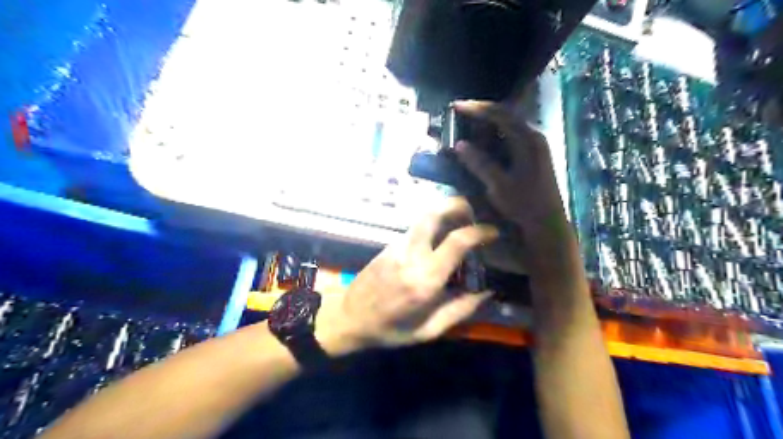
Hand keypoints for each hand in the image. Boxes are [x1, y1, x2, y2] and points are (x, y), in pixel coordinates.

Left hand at [315, 197, 493, 351]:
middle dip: (456, 205)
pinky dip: (431, 224)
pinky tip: (438, 237)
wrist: (349, 318)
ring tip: (460, 221)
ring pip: (423, 217)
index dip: (480, 232)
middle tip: (472, 212)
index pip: (457, 242)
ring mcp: (397, 247)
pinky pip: (414, 228)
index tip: (494, 232)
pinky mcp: (388, 245)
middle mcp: (412, 255)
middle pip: (434, 214)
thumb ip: (460, 310)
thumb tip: (488, 293)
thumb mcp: (429, 330)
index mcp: (426, 279)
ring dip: (443, 212)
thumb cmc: (390, 329)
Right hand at [450, 101, 565, 234]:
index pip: (500, 114)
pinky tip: (482, 142)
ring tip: (467, 125)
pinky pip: (511, 136)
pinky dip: (495, 135)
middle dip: (482, 113)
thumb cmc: (524, 205)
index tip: (456, 106)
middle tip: (460, 114)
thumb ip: (479, 163)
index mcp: (528, 140)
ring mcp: (535, 146)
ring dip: (488, 123)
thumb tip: (458, 145)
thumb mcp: (499, 185)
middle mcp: (534, 137)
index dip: (477, 109)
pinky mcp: (533, 155)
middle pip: (506, 115)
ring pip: (509, 125)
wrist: (547, 224)